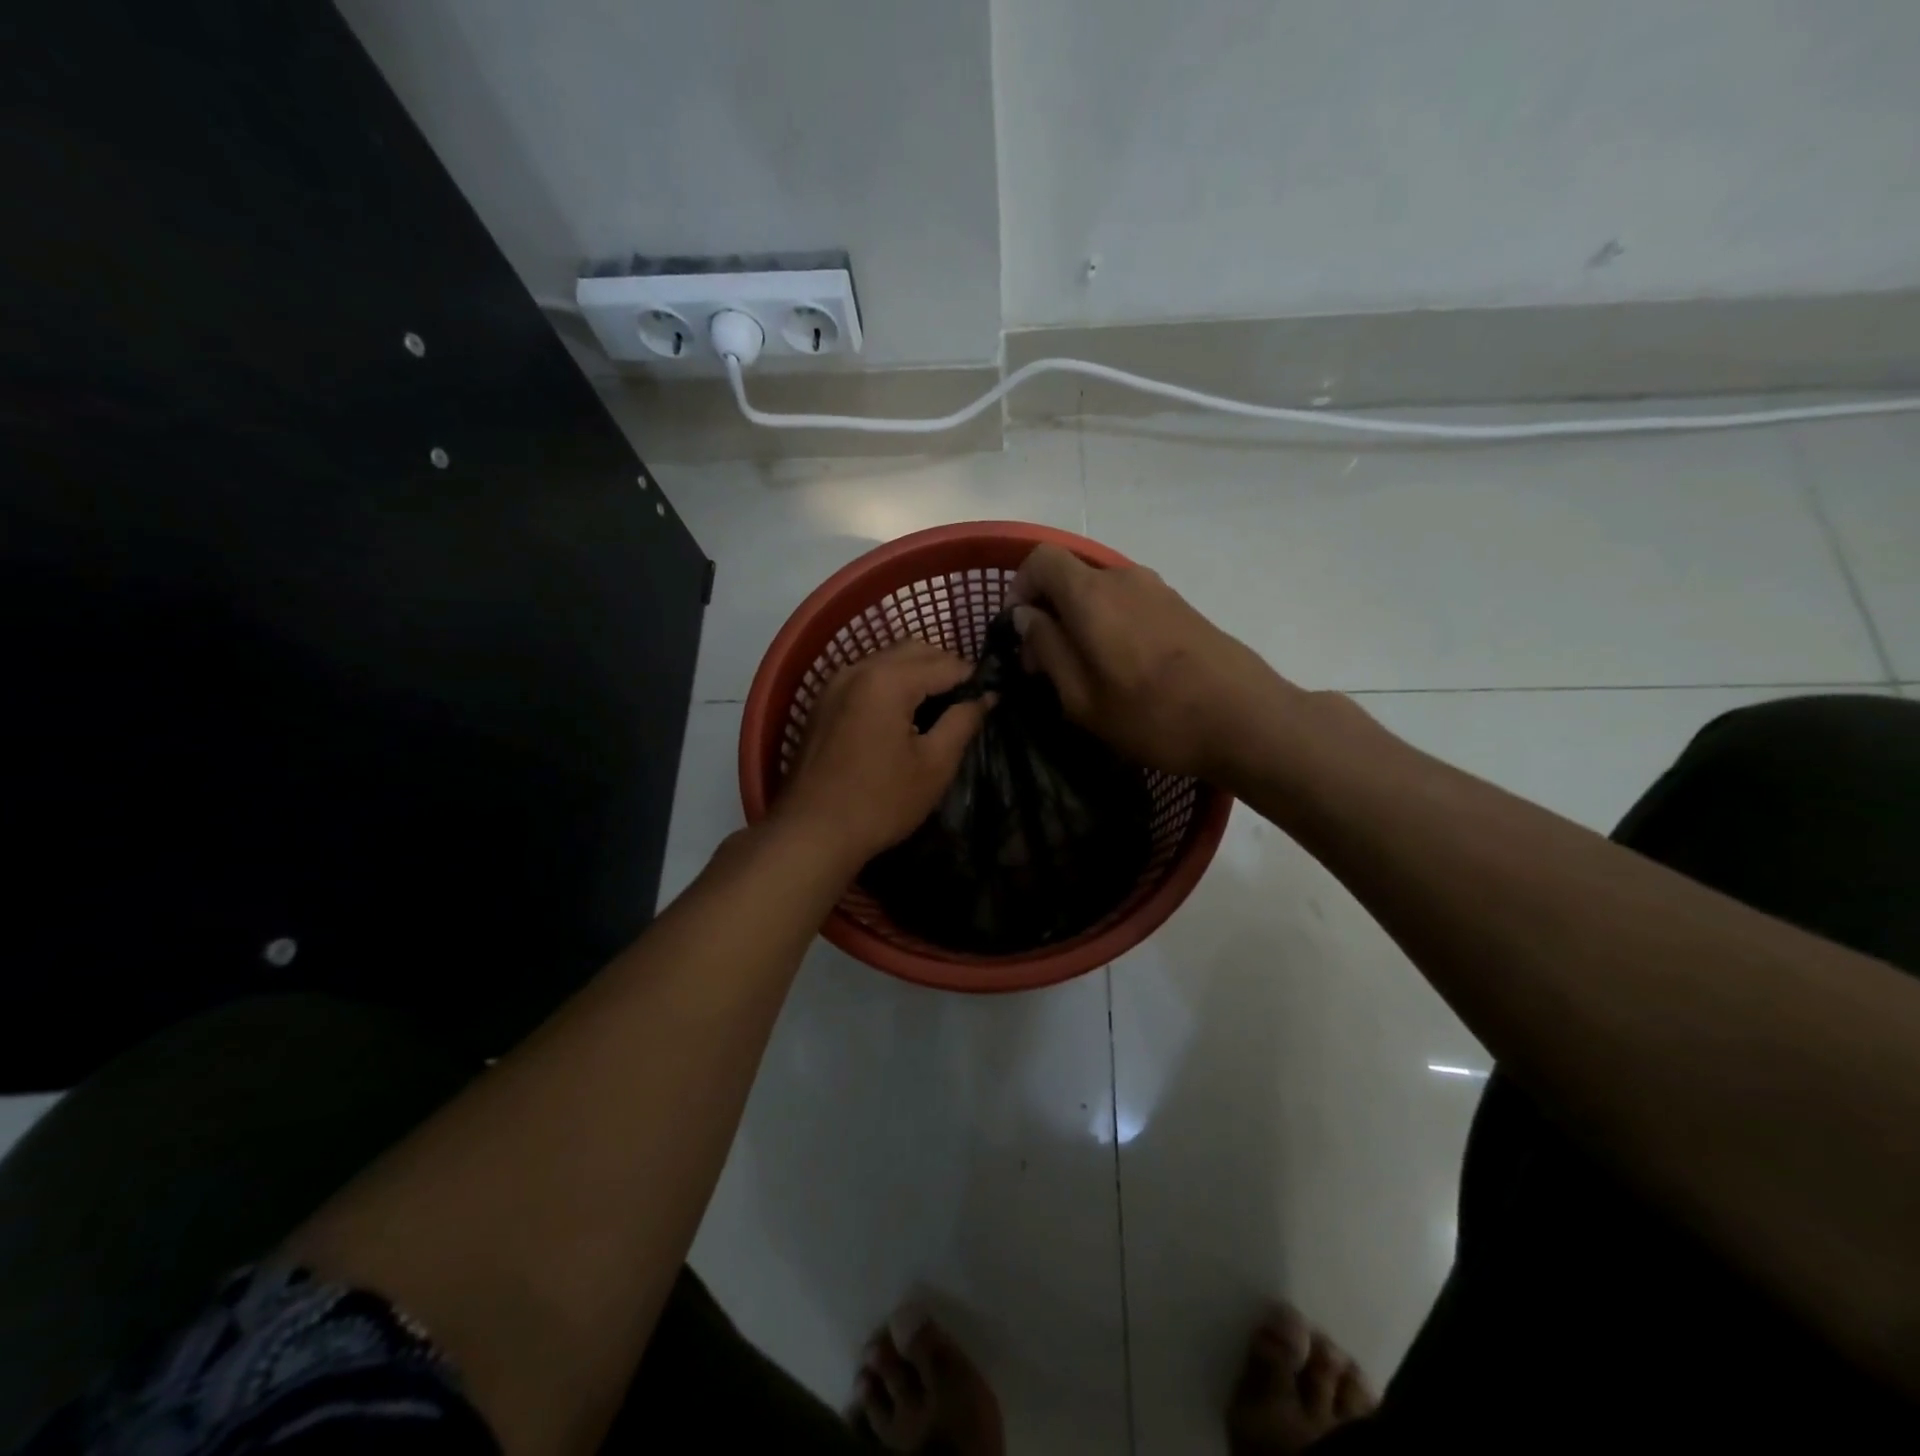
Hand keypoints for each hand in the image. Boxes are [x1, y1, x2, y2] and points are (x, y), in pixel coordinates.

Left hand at [777, 640, 990, 866]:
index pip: (946, 663)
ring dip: (917, 673)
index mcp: (888, 680)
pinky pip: (867, 676)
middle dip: (945, 668)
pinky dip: (891, 683)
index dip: (974, 679)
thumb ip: (963, 721)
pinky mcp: (823, 701)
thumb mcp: (934, 765)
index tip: (990, 701)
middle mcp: (859, 669)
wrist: (811, 832)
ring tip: (937, 710)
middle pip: (915, 649)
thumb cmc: (880, 802)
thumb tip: (987, 697)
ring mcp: (836, 683)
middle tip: (965, 703)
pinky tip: (902, 716)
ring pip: (888, 659)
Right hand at [1009, 544, 1299, 783]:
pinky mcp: (1180, 607)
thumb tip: (1027, 617)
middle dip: (1048, 613)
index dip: (1019, 588)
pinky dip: (1109, 626)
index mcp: (1092, 594)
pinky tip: (1122, 670)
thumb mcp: (1081, 697)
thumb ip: (1047, 648)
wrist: (1245, 719)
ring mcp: (1157, 589)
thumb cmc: (1152, 715)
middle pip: (1070, 576)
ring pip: (1099, 593)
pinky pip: (1128, 604)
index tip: (1019, 632)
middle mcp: (1123, 578)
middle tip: (1046, 666)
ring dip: (1079, 623)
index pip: (1041, 559)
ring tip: (1085, 673)